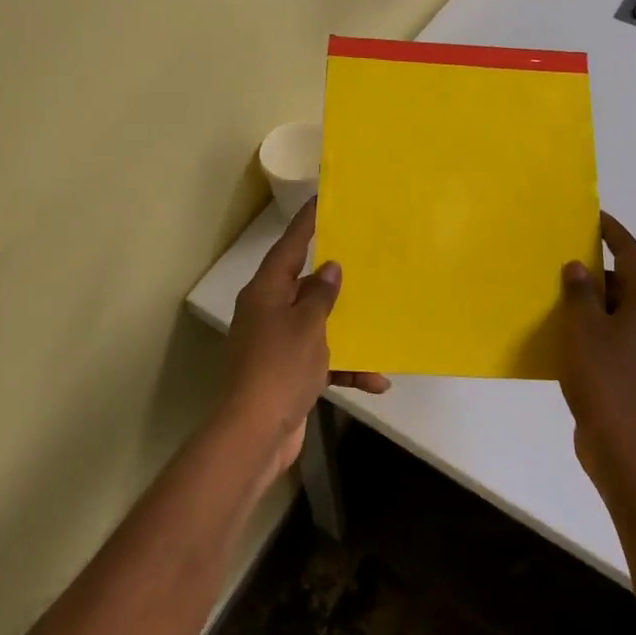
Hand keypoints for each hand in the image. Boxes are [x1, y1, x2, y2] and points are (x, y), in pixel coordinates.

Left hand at [223, 199, 389, 474]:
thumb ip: (321, 294)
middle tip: (364, 257)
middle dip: (334, 277)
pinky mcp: (287, 373)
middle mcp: (268, 312)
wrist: (255, 434)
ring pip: (317, 324)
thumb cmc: (280, 368)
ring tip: (381, 320)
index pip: (289, 246)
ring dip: (347, 329)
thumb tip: (329, 267)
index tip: (323, 199)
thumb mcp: (307, 325)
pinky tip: (376, 380)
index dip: (307, 223)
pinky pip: (321, 359)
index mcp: (266, 292)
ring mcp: (276, 344)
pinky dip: (345, 366)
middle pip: (303, 284)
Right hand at [556, 212, 635, 485]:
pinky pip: (614, 334)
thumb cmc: (604, 377)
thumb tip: (579, 267)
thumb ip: (580, 292)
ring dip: (594, 299)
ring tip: (560, 292)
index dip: (615, 233)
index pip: (633, 254)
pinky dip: (594, 325)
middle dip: (599, 267)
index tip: (595, 217)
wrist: (626, 445)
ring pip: (619, 310)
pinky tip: (567, 333)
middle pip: (628, 281)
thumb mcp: (583, 327)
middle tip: (567, 255)